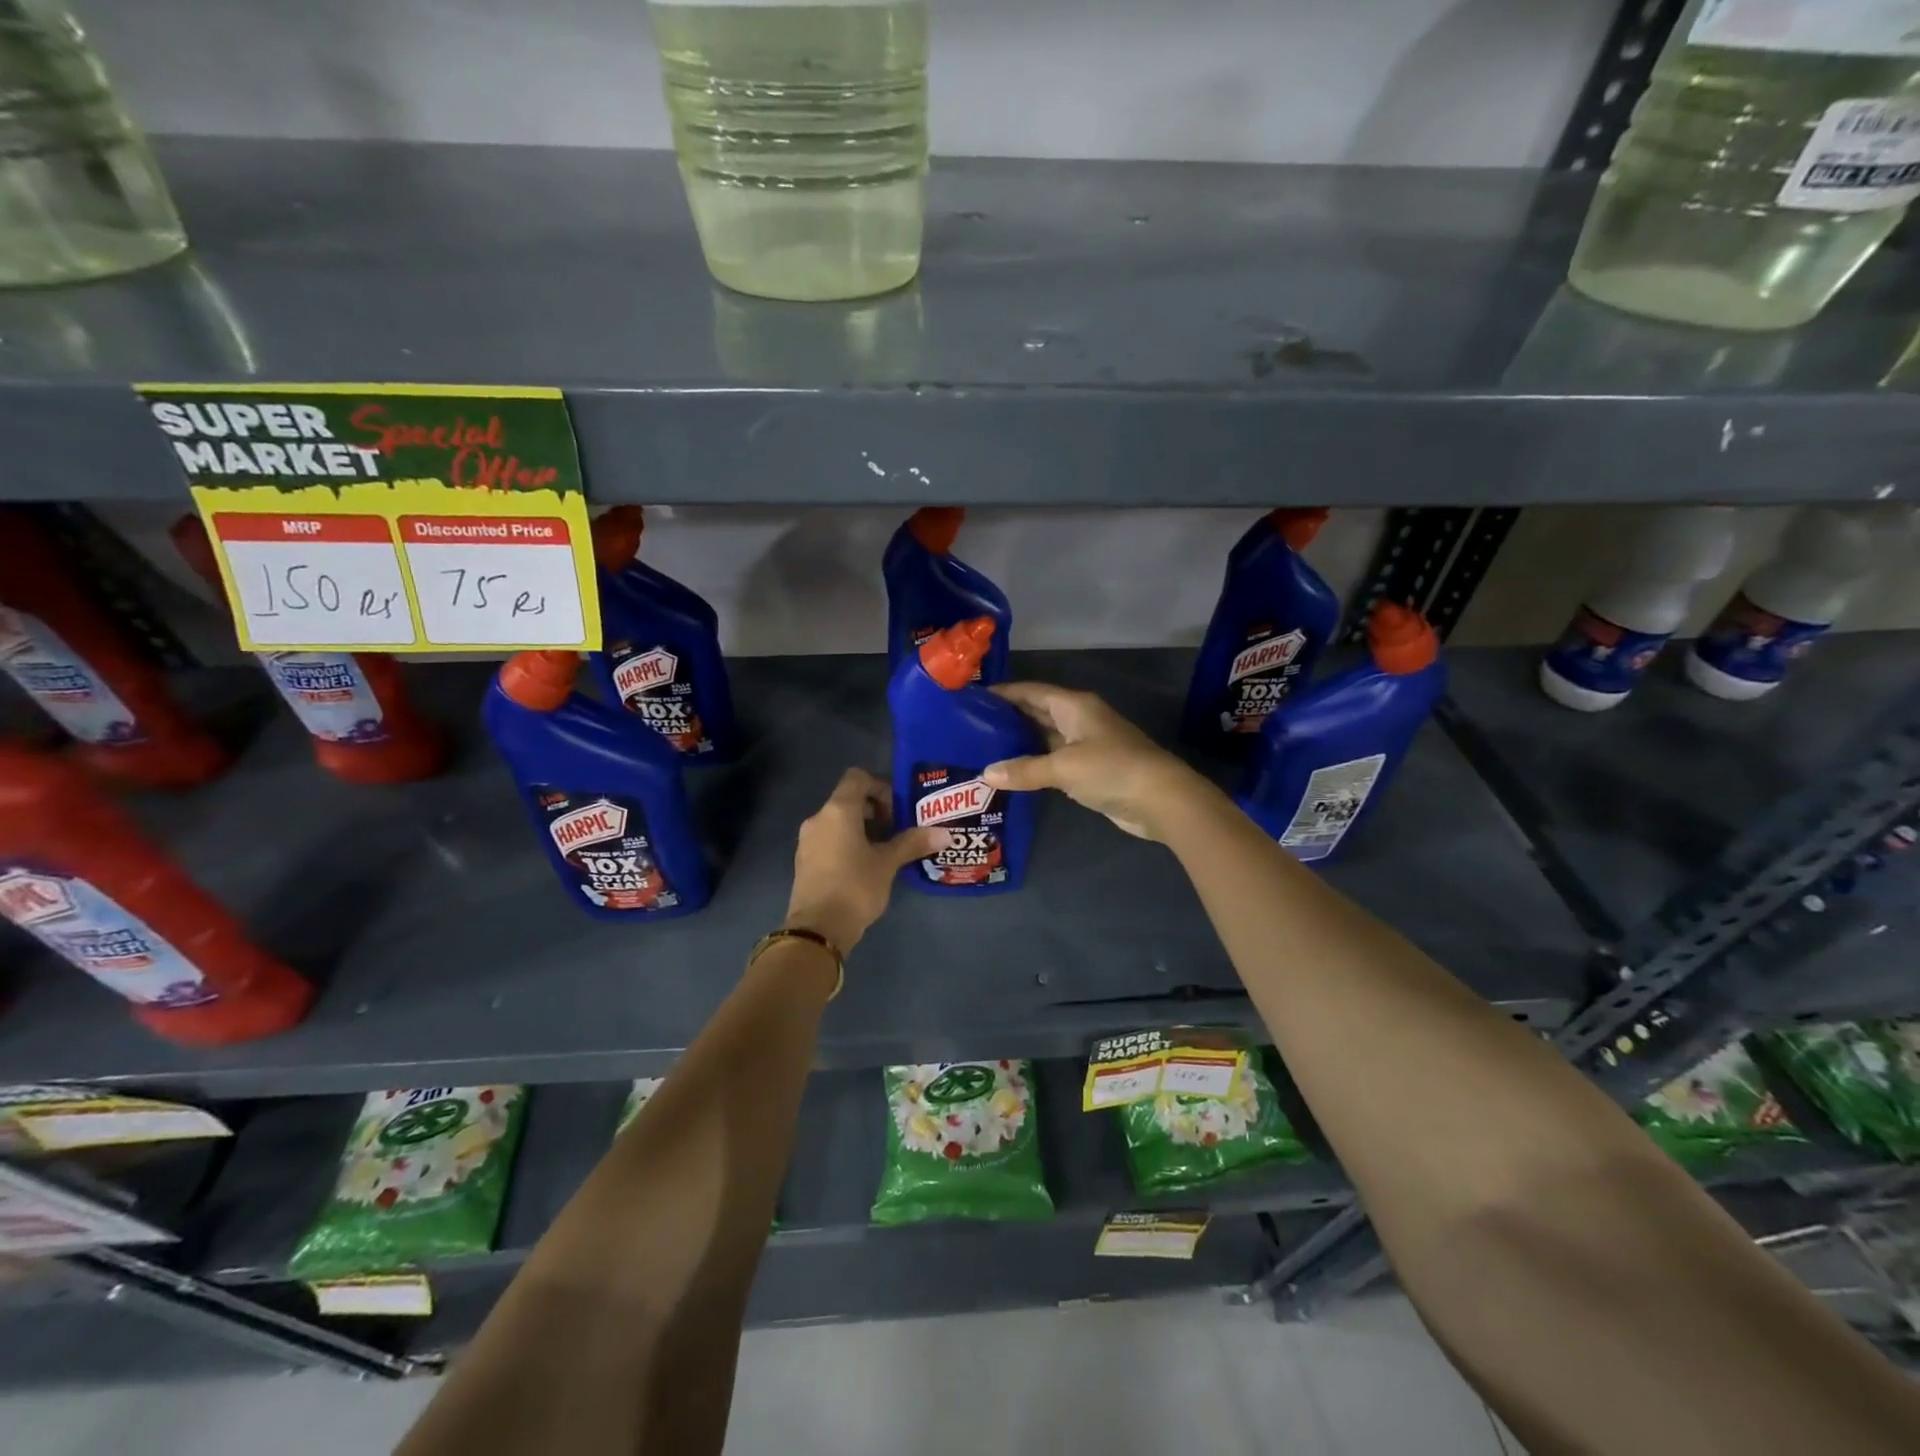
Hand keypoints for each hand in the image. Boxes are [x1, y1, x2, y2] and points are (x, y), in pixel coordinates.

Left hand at [785, 768, 944, 952]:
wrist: (817, 930)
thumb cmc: (854, 887)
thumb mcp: (888, 864)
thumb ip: (913, 843)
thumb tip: (945, 833)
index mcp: (838, 810)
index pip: (857, 777)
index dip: (880, 786)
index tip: (897, 810)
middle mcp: (818, 818)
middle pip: (848, 799)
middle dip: (875, 810)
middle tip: (898, 830)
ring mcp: (808, 840)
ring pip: (839, 821)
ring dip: (863, 828)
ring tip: (886, 850)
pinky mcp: (805, 861)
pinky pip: (829, 839)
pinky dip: (848, 843)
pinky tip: (865, 866)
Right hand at [983, 682, 1209, 841]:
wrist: (1161, 799)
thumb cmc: (1112, 769)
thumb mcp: (1064, 767)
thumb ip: (1024, 770)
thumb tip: (986, 774)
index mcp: (1073, 705)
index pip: (1031, 691)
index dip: (1003, 693)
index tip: (972, 699)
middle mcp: (1078, 719)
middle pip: (1036, 712)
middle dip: (1007, 718)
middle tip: (969, 727)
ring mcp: (1085, 744)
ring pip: (1044, 737)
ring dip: (1018, 743)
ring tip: (982, 749)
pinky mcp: (1089, 769)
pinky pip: (1054, 760)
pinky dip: (1033, 764)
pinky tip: (1011, 772)